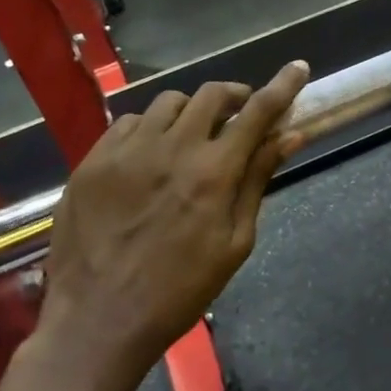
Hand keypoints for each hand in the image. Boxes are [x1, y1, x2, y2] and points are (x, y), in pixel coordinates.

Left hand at [36, 62, 309, 390]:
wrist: (98, 321)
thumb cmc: (179, 291)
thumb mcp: (234, 243)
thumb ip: (257, 181)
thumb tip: (289, 137)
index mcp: (213, 173)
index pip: (258, 112)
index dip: (283, 86)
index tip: (298, 68)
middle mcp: (171, 149)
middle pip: (211, 94)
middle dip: (234, 96)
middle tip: (240, 115)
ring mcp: (126, 151)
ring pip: (168, 103)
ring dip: (191, 112)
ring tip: (192, 137)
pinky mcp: (93, 161)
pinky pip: (129, 123)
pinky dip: (150, 128)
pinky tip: (150, 155)